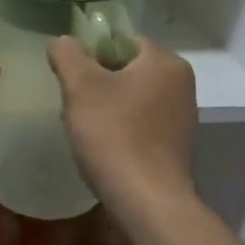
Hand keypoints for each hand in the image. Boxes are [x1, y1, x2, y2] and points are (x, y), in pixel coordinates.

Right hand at [48, 36, 195, 215]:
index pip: (121, 41)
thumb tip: (63, 42)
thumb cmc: (115, 135)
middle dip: (97, 83)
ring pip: (132, 98)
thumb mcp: (81, 86)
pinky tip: (104, 148)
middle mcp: (181, 84)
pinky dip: (121, 129)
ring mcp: (181, 117)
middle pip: (126, 70)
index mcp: (166, 62)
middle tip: (74, 104)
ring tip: (85, 129)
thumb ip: (68, 54)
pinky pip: (141, 124)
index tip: (72, 79)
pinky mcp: (175, 146)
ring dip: (107, 108)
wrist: (147, 202)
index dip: (91, 54)